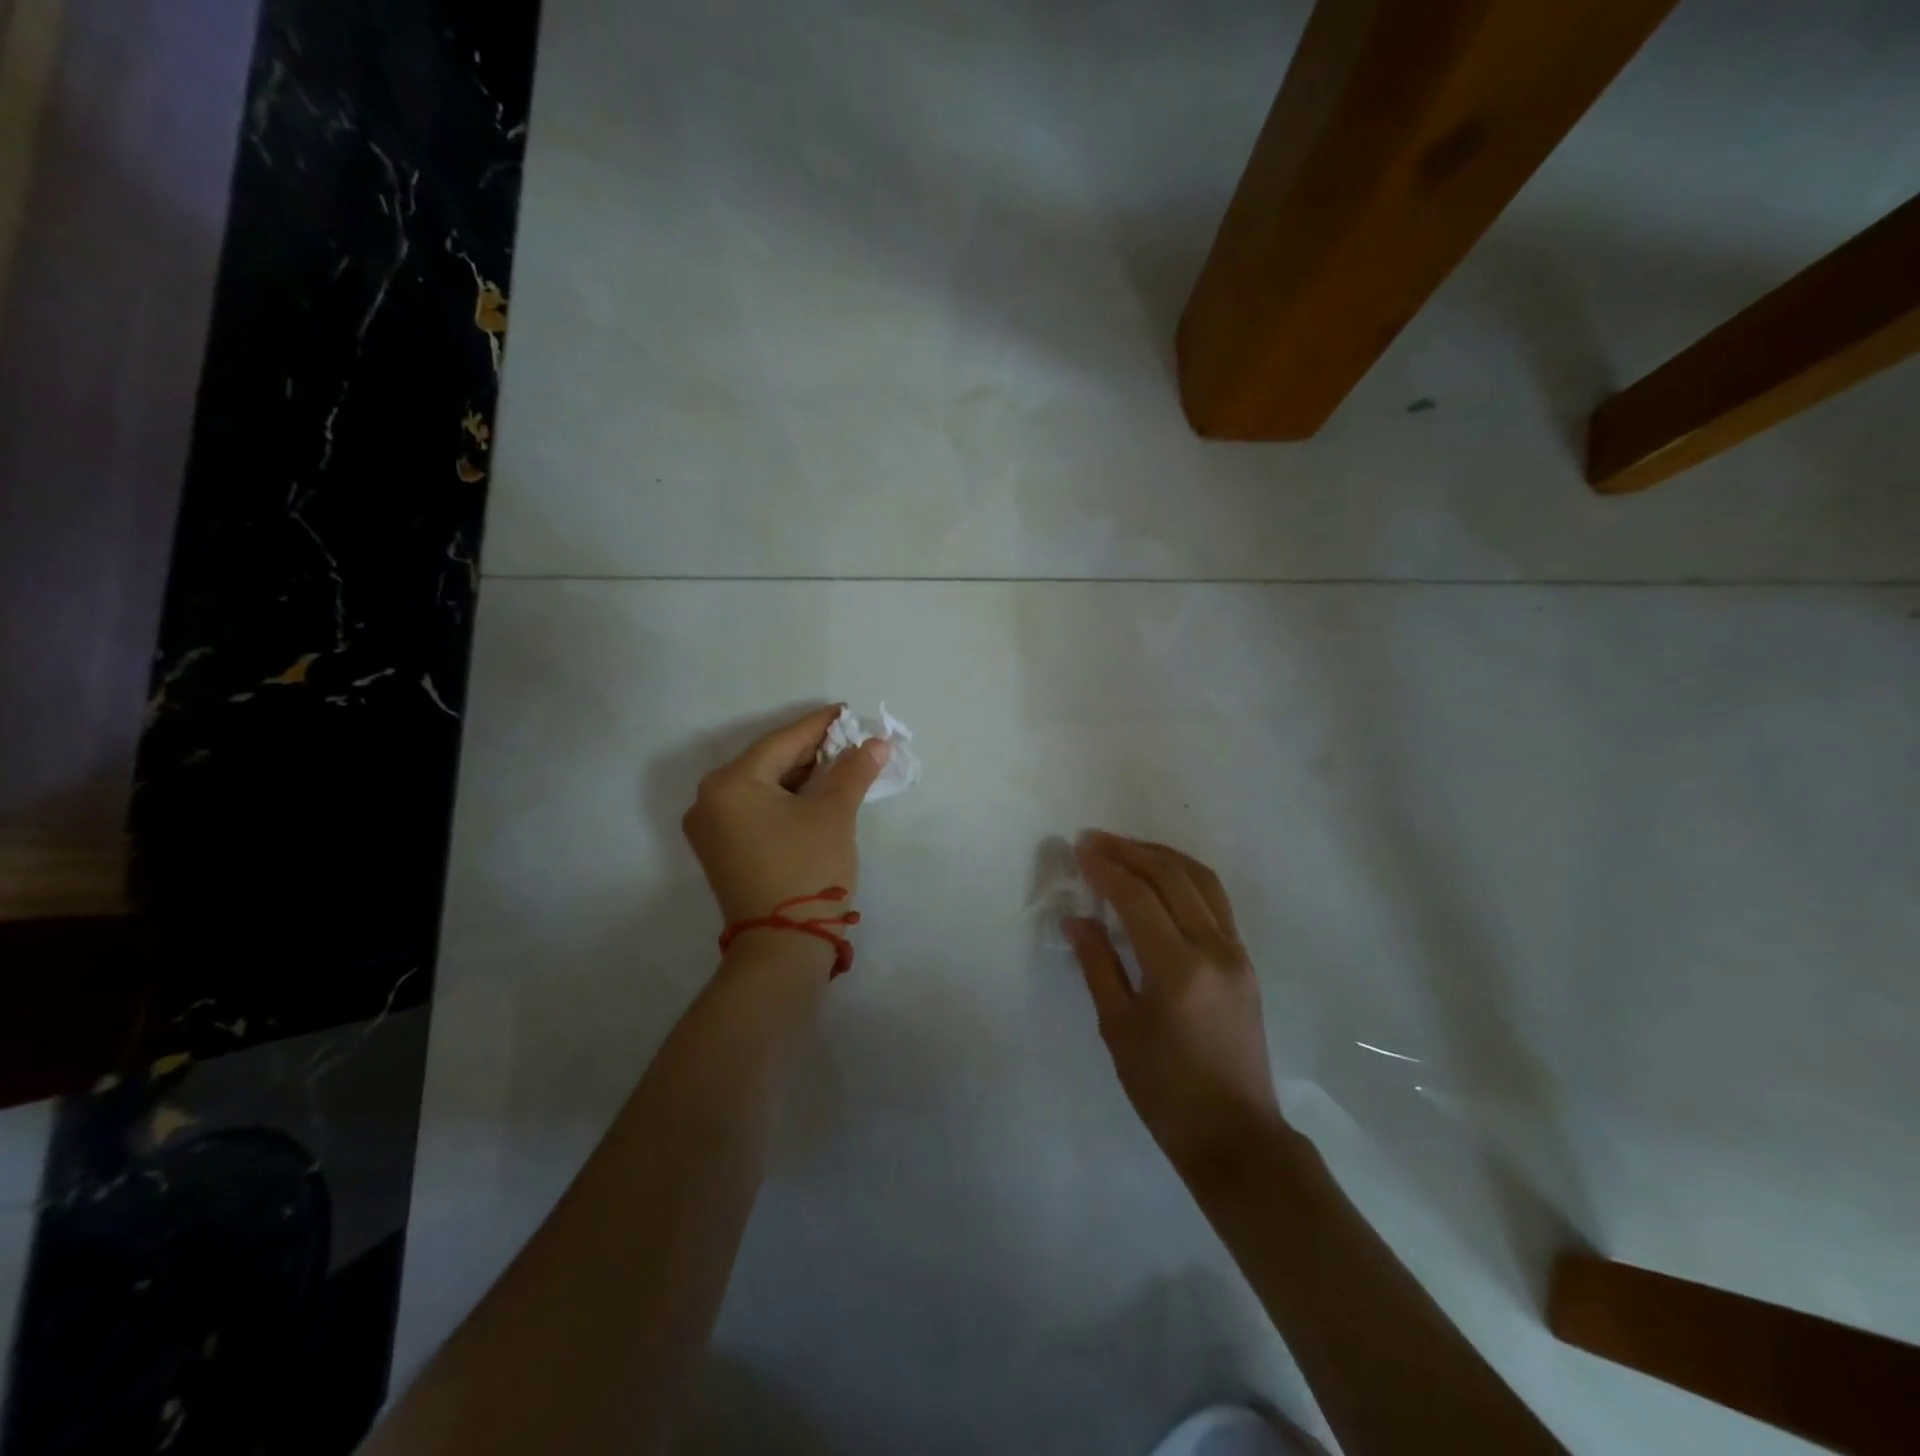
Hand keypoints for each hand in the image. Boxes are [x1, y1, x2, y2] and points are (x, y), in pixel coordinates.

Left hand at [682, 705, 889, 922]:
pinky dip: (786, 799)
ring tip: (841, 765)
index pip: (782, 742)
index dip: (820, 725)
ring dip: (801, 776)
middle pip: (769, 762)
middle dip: (812, 752)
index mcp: (730, 784)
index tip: (848, 712)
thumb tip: (876, 743)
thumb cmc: (808, 870)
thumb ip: (853, 771)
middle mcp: (709, 800)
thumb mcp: (834, 814)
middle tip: (851, 740)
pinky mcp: (722, 850)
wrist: (783, 948)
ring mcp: (711, 828)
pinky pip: (756, 809)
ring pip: (763, 787)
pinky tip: (816, 794)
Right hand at [1065, 832, 1284, 1176]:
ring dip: (1162, 856)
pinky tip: (1162, 878)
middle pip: (1172, 877)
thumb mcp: (1119, 1028)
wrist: (1235, 1136)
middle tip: (1095, 839)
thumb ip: (1097, 965)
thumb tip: (1076, 918)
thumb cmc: (1165, 1091)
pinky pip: (1216, 901)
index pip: (1137, 898)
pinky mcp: (1245, 962)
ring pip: (1202, 881)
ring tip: (1127, 848)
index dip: (1105, 868)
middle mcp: (1214, 949)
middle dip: (1130, 851)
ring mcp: (1236, 953)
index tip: (1079, 849)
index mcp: (1178, 969)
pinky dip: (1185, 877)